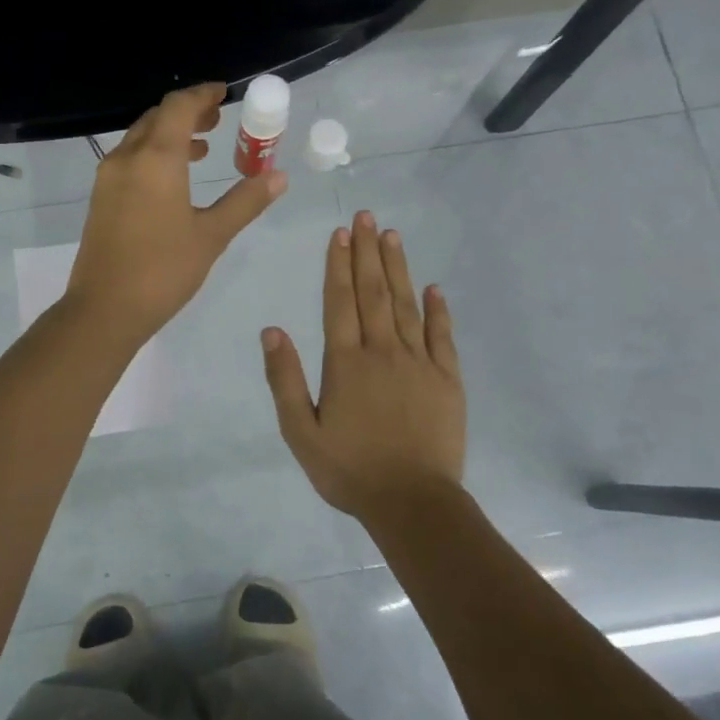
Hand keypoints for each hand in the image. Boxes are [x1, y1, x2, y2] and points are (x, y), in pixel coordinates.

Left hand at [66, 83, 286, 344]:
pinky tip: (173, 179)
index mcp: (156, 159)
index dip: (203, 94)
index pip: (179, 106)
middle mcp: (127, 158)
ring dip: (170, 134)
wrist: (105, 309)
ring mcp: (108, 177)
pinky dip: (153, 154)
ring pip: (140, 138)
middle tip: (218, 120)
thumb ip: (245, 201)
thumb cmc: (163, 270)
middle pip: (157, 117)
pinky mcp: (100, 198)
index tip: (224, 93)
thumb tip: (278, 176)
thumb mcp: (212, 235)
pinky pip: (129, 159)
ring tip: (202, 148)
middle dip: (188, 112)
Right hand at [261, 211, 465, 517]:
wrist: (412, 503)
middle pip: (373, 292)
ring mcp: (419, 363)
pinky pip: (442, 336)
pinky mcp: (447, 380)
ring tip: (391, 236)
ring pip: (406, 305)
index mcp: (345, 362)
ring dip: (397, 269)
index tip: (338, 234)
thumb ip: (285, 379)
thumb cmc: (349, 469)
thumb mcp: (300, 431)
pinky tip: (433, 287)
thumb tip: (272, 330)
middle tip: (365, 217)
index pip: (339, 302)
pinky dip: (438, 310)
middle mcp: (382, 351)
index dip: (337, 265)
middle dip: (366, 252)